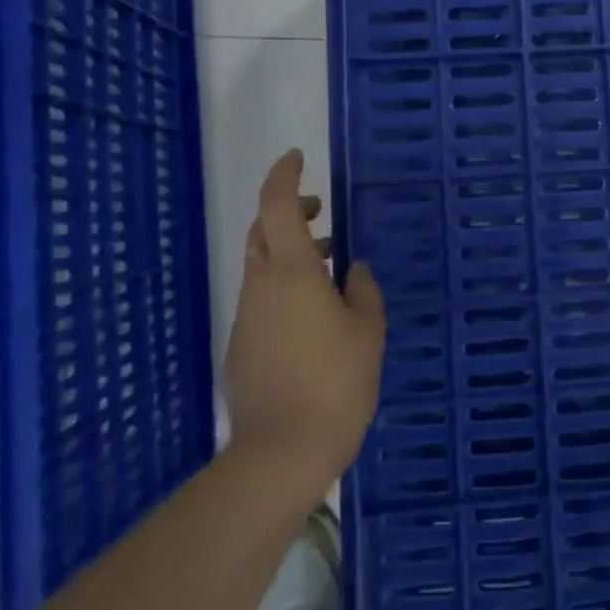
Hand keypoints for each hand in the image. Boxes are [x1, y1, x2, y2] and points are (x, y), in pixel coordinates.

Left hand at [223, 149, 385, 505]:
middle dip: (287, 211)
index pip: (277, 206)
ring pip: (261, 266)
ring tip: (329, 266)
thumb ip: (363, 291)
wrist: (282, 452)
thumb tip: (354, 270)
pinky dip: (284, 286)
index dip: (284, 175)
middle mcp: (261, 286)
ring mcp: (247, 317)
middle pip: (263, 232)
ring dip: (289, 251)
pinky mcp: (242, 345)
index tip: (299, 158)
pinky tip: (314, 315)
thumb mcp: (368, 332)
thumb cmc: (336, 383)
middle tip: (320, 212)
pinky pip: (261, 298)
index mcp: (293, 272)